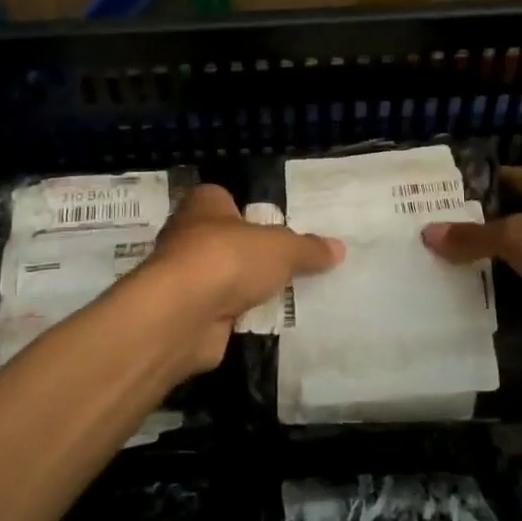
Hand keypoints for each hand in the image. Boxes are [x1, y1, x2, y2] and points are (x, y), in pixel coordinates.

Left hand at [132, 185, 343, 374]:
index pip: (224, 198)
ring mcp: (184, 277)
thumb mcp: (282, 248)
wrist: (183, 314)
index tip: (274, 225)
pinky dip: (238, 317)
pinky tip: (266, 322)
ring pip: (222, 278)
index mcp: (204, 204)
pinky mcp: (187, 313)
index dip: (247, 210)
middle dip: (250, 253)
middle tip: (288, 263)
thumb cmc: (229, 259)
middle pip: (225, 240)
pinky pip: (221, 312)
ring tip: (285, 295)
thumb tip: (338, 248)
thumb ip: (308, 248)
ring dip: (244, 288)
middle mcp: (187, 235)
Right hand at [422, 167, 521, 358]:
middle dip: (470, 239)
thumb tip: (427, 234)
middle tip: (419, 250)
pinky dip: (506, 307)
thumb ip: (474, 237)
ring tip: (432, 283)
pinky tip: (467, 314)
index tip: (426, 206)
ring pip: (517, 266)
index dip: (467, 192)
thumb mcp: (519, 235)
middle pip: (506, 226)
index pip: (502, 181)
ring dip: (486, 276)